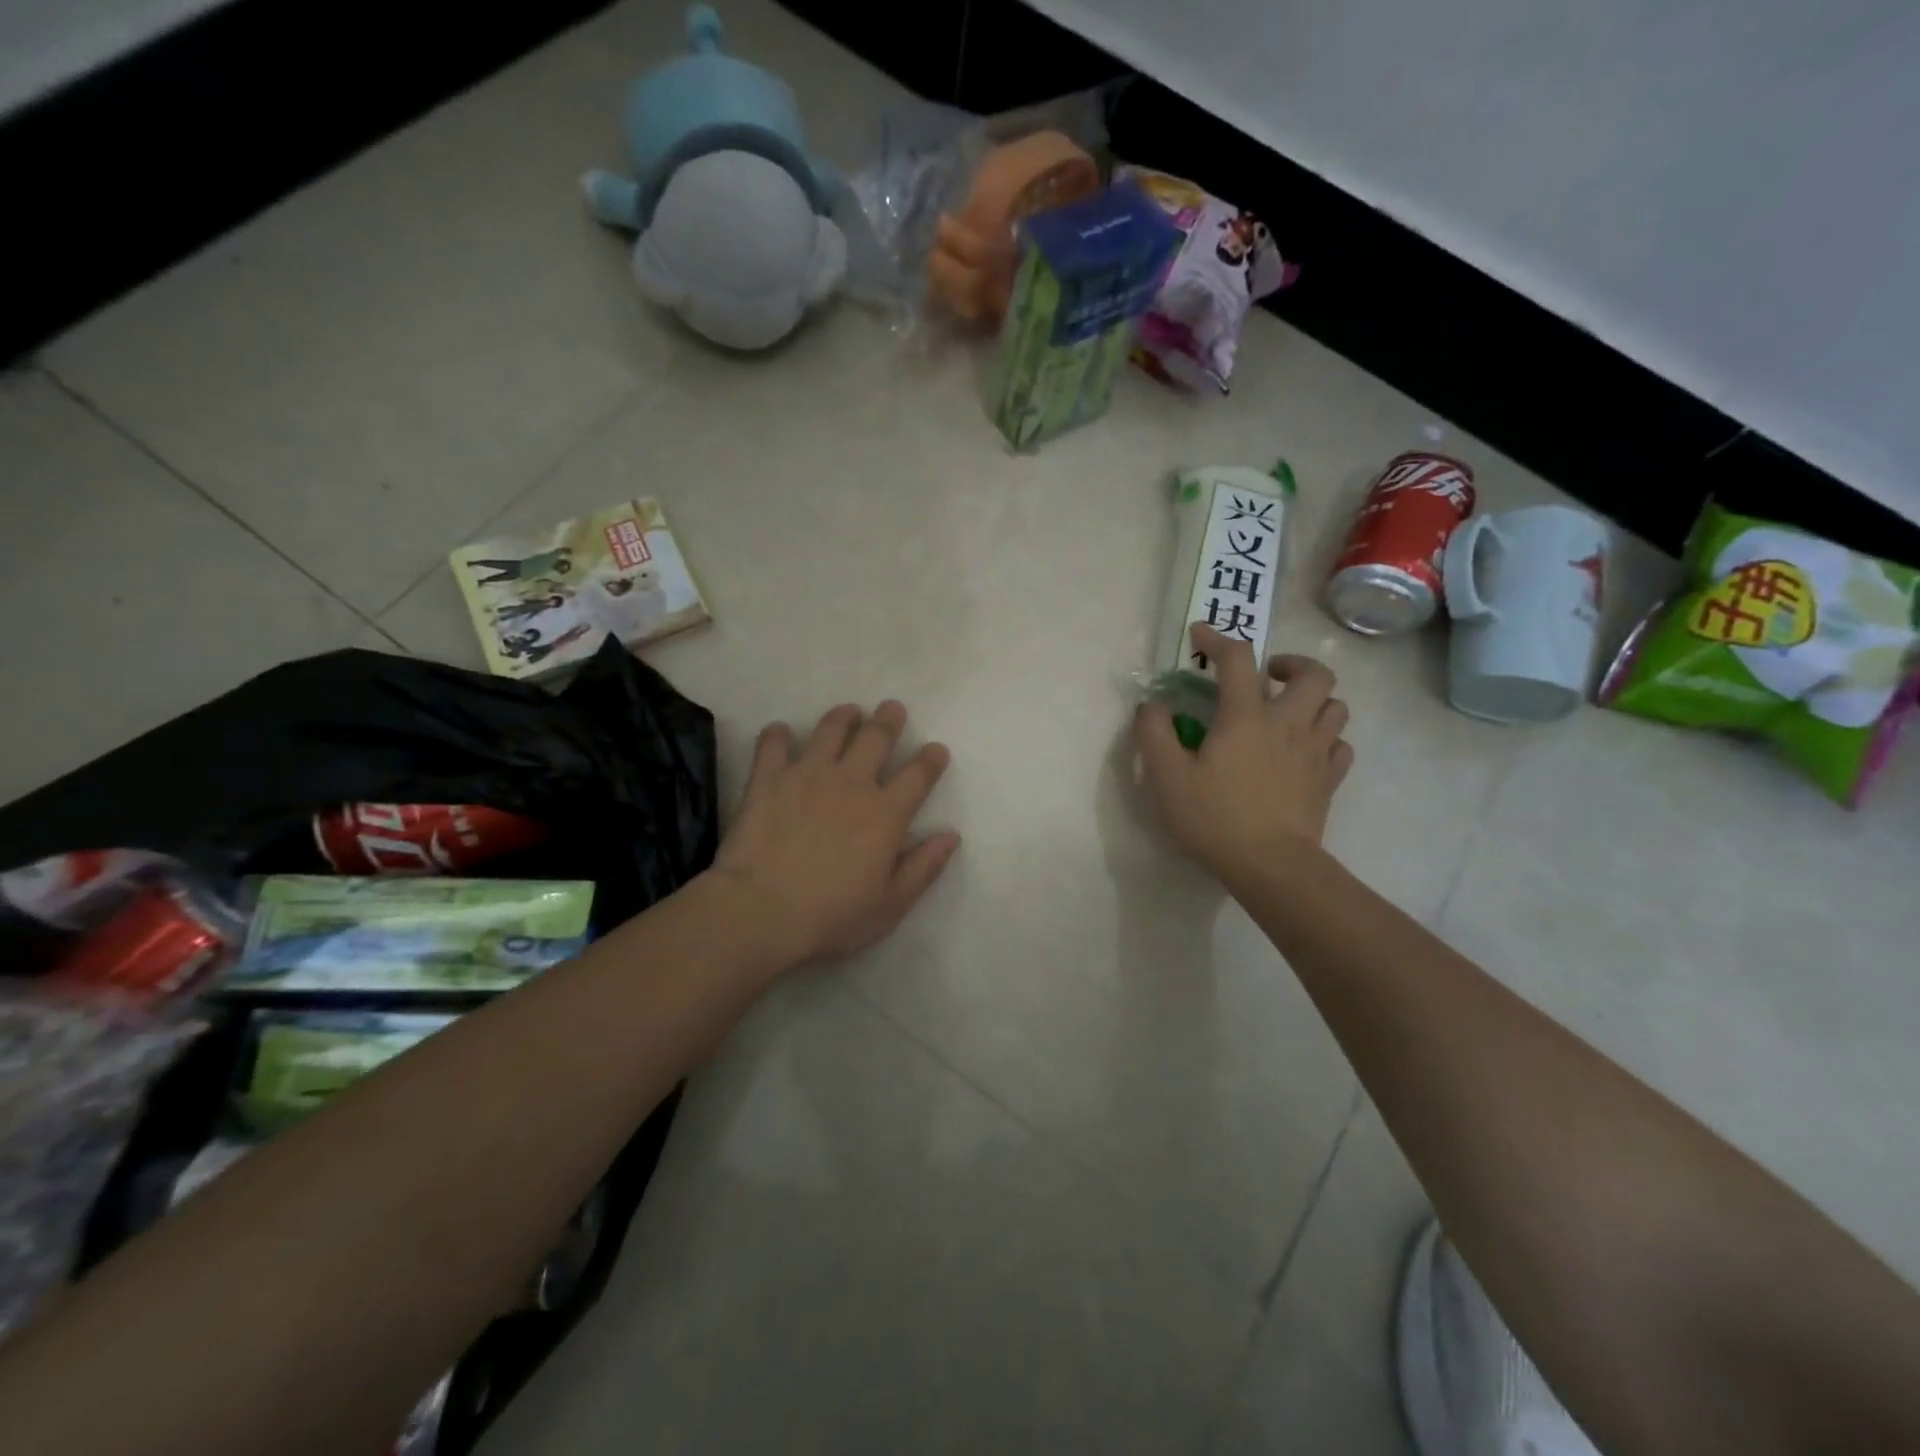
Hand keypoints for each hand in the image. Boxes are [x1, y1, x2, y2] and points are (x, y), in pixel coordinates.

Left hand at [713, 701, 960, 966]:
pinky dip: (779, 735)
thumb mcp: (889, 905)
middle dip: (888, 720)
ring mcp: (808, 775)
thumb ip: (923, 868)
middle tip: (892, 709)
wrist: (761, 910)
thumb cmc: (831, 916)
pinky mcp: (769, 778)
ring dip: (843, 717)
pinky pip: (774, 744)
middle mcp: (851, 783)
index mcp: (885, 814)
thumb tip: (951, 837)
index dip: (931, 759)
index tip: (936, 750)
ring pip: (830, 730)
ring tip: (848, 712)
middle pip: (876, 737)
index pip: (918, 775)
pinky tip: (781, 733)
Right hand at [1135, 624, 1353, 882]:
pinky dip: (1326, 738)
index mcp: (1247, 717)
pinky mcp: (1330, 780)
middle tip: (1267, 677)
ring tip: (1289, 712)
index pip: (1238, 659)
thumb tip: (1153, 705)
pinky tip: (1306, 750)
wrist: (1271, 867)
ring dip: (1315, 700)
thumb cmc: (1214, 818)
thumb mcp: (1166, 777)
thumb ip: (1154, 733)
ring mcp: (1316, 752)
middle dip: (1292, 664)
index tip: (1200, 635)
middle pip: (1315, 673)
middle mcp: (1289, 724)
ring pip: (1336, 706)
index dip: (1218, 639)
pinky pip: (1341, 745)